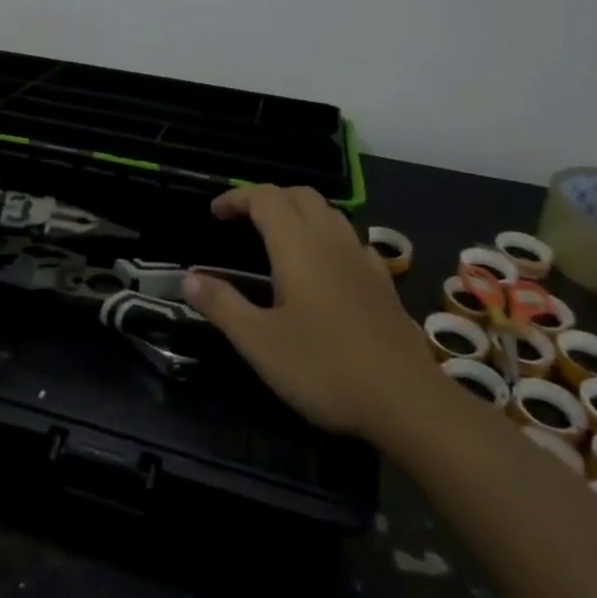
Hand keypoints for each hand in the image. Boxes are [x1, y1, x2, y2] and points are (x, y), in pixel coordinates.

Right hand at [182, 184, 443, 443]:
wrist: (407, 401)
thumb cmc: (324, 368)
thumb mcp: (259, 342)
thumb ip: (222, 304)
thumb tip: (189, 277)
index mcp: (297, 245)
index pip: (265, 198)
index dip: (237, 197)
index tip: (215, 214)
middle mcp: (331, 240)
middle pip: (299, 195)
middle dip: (268, 198)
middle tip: (244, 221)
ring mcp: (362, 259)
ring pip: (329, 213)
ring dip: (299, 212)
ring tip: (279, 239)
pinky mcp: (383, 282)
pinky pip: (350, 239)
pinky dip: (327, 237)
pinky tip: (324, 268)